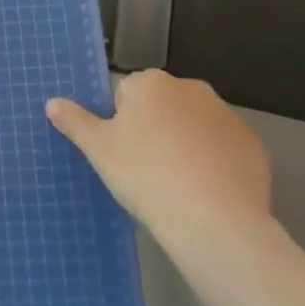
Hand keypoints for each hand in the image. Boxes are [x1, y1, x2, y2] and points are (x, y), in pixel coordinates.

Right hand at [47, 69, 271, 250]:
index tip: (125, 155)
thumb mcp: (99, 150)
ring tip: (179, 187)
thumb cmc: (145, 176)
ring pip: (194, 127)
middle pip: (163, 107)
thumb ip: (75, 122)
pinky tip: (207, 193)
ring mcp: (226, 116)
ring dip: (186, 145)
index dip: (123, 126)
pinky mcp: (252, 146)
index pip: (127, 96)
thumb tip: (52, 102)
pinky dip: (215, 164)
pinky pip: (224, 150)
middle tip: (147, 171)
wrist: (213, 222)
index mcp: (151, 83)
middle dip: (155, 131)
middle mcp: (191, 88)